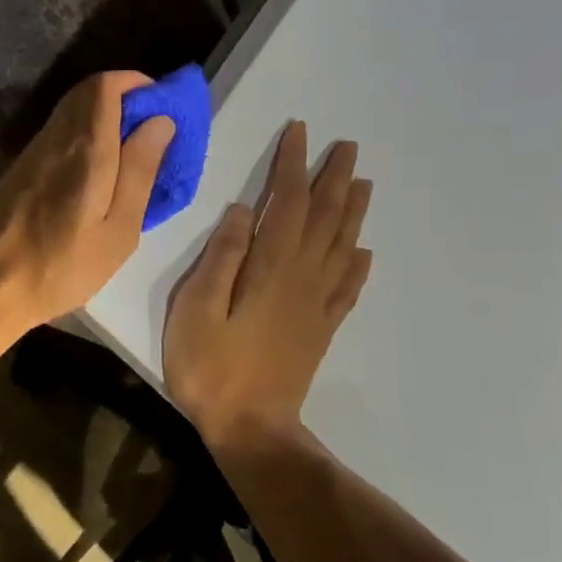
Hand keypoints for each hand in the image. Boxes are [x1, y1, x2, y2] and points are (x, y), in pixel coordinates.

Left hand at [0, 72, 174, 336]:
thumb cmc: (60, 267)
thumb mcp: (118, 230)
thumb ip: (139, 170)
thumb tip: (160, 121)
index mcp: (84, 148)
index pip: (105, 85)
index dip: (137, 83)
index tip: (165, 106)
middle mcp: (54, 139)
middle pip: (87, 93)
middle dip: (124, 99)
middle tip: (153, 132)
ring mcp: (31, 154)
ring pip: (71, 114)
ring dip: (104, 119)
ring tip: (132, 157)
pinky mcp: (19, 172)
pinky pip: (59, 137)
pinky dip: (85, 139)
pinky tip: (98, 175)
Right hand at [164, 120, 372, 448]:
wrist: (251, 429)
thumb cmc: (212, 368)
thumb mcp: (198, 309)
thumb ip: (222, 257)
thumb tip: (244, 210)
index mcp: (272, 268)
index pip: (288, 203)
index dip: (293, 165)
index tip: (299, 131)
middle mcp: (303, 278)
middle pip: (325, 218)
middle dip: (335, 179)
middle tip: (348, 147)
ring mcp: (316, 305)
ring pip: (342, 246)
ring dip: (353, 211)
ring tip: (363, 183)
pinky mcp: (320, 329)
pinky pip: (346, 288)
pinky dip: (357, 264)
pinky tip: (363, 252)